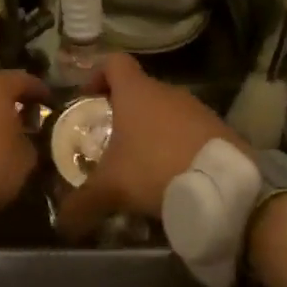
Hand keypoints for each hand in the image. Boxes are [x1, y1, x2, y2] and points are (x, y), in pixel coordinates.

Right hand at [56, 53, 243, 238]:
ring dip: (152, 132)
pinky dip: (176, 147)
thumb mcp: (110, 190)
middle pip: (139, 91)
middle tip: (109, 142)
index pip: (113, 62)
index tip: (87, 97)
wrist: (224, 187)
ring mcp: (197, 109)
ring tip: (141, 164)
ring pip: (166, 112)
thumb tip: (61, 224)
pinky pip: (189, 131)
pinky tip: (172, 175)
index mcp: (137, 93)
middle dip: (122, 112)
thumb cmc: (155, 171)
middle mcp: (168, 92)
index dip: (96, 74)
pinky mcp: (219, 130)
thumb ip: (81, 204)